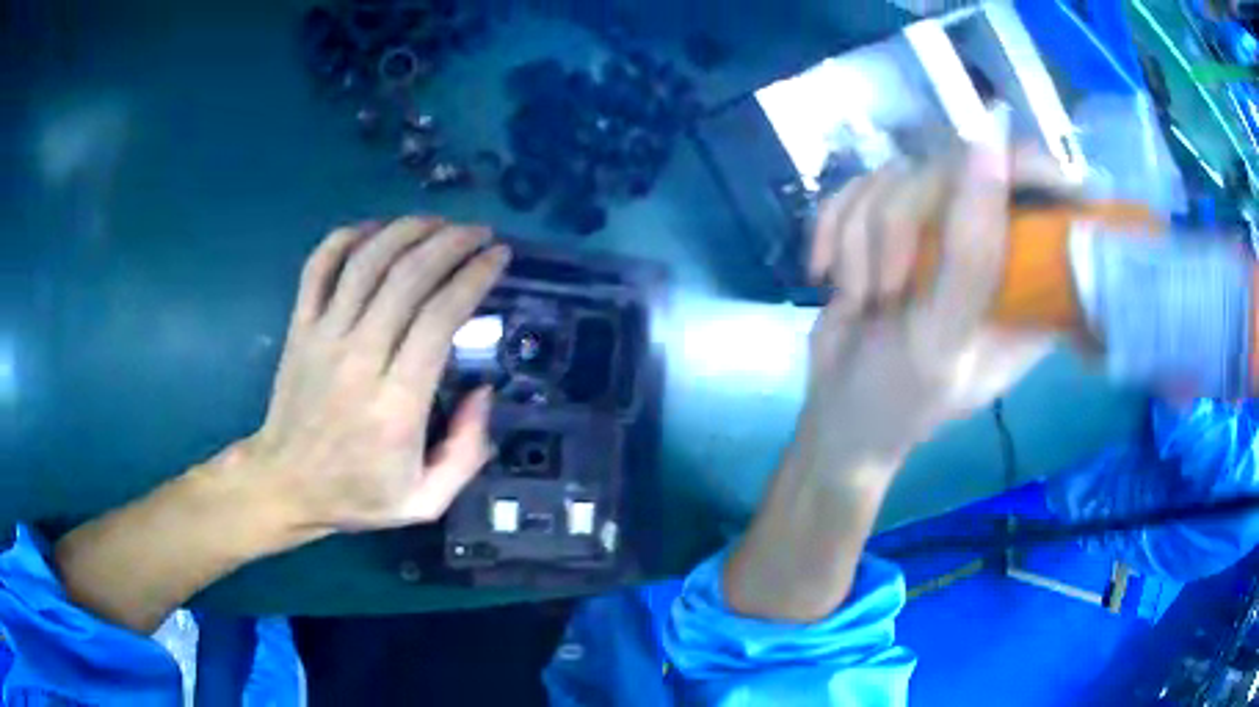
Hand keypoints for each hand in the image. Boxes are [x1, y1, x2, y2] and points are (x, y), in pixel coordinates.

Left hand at [242, 216, 509, 534]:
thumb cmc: (357, 494)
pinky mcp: (299, 326)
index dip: (473, 277)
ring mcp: (323, 336)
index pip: (439, 318)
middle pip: (407, 277)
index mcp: (395, 404)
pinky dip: (348, 237)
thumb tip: (484, 391)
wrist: (285, 484)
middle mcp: (359, 358)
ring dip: (407, 230)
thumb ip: (466, 453)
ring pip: (366, 261)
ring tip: (437, 223)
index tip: (497, 257)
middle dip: (450, 242)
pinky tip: (375, 230)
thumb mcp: (426, 502)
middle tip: (478, 232)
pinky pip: (320, 265)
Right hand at [798, 140, 1055, 474]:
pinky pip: (854, 188)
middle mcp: (989, 242)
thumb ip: (971, 253)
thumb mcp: (945, 339)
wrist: (841, 414)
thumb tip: (989, 146)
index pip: (1048, 191)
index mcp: (1029, 279)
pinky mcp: (889, 222)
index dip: (1027, 166)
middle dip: (899, 227)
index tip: (988, 166)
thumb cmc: (903, 399)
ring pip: (893, 176)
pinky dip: (831, 232)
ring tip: (863, 303)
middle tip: (886, 293)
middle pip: (951, 168)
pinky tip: (828, 277)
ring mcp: (937, 227)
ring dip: (859, 242)